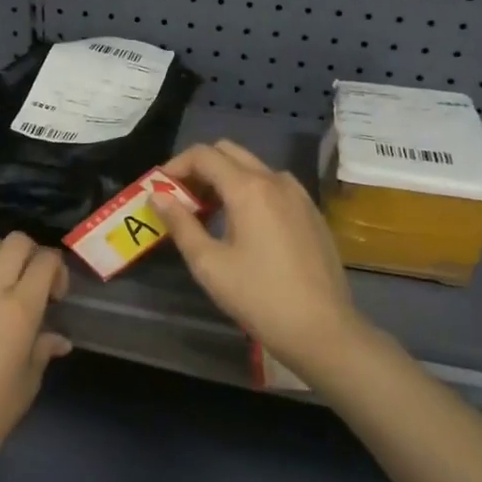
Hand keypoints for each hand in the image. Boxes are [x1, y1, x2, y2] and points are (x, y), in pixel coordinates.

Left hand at [0, 233, 71, 477]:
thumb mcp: (31, 378)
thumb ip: (44, 348)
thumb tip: (58, 339)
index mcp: (20, 308)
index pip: (46, 261)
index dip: (58, 270)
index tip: (56, 295)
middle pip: (16, 242)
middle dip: (32, 253)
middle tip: (33, 281)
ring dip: (1, 255)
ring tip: (4, 281)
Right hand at [153, 140, 372, 383]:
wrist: (323, 329)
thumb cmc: (259, 297)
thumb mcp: (209, 264)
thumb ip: (180, 224)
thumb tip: (158, 196)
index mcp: (248, 188)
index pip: (203, 155)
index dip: (175, 166)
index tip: (160, 189)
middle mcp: (275, 180)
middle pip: (229, 152)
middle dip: (200, 168)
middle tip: (182, 200)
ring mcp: (298, 194)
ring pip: (253, 167)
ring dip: (225, 178)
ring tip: (210, 215)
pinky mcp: (311, 212)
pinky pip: (273, 186)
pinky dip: (250, 191)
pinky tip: (243, 226)